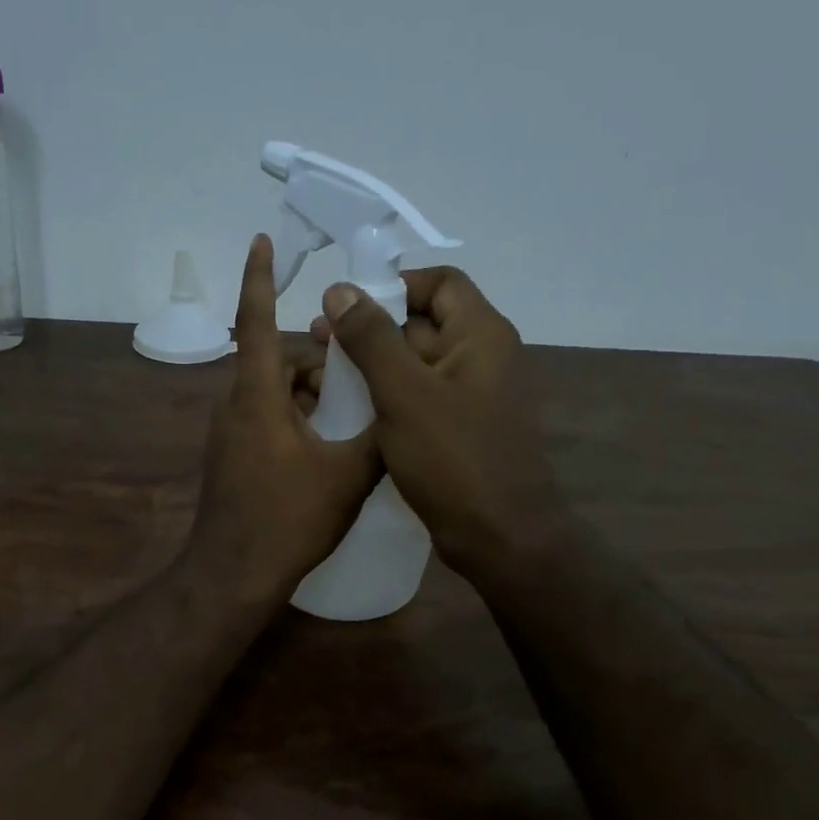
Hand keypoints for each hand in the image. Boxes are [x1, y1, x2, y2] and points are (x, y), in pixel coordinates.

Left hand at [183, 236, 379, 608]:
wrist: (233, 576)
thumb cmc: (288, 520)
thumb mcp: (348, 476)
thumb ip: (378, 434)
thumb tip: (401, 411)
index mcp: (257, 397)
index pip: (257, 322)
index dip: (260, 278)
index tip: (262, 241)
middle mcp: (234, 407)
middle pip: (277, 364)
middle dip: (318, 367)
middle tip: (359, 387)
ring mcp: (227, 436)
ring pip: (273, 396)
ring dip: (309, 399)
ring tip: (348, 428)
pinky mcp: (229, 460)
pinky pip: (264, 422)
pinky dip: (294, 423)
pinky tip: (324, 455)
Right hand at [312, 266, 559, 575]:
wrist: (499, 536)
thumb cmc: (453, 458)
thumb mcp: (404, 393)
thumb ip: (372, 338)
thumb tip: (340, 290)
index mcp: (479, 335)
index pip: (439, 283)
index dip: (393, 285)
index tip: (347, 305)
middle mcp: (479, 358)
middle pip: (422, 322)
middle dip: (371, 327)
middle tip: (319, 340)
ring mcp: (468, 398)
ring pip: (415, 364)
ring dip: (372, 364)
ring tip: (324, 374)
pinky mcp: (455, 431)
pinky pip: (416, 399)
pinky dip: (384, 396)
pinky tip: (347, 409)